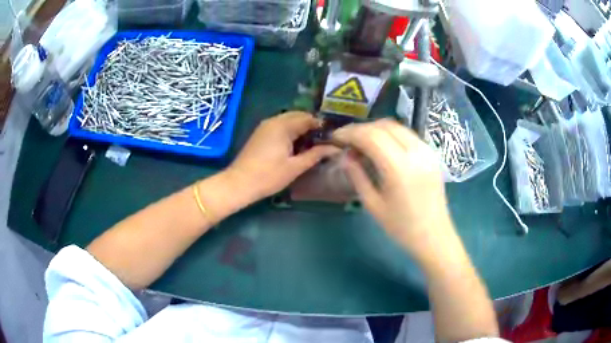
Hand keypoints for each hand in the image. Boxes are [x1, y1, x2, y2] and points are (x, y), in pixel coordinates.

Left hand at [227, 111, 337, 200]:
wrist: (239, 183)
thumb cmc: (269, 176)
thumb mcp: (295, 167)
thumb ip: (316, 154)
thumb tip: (335, 148)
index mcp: (283, 125)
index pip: (308, 118)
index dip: (321, 126)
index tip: (332, 137)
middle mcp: (274, 120)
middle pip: (298, 116)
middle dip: (311, 125)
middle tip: (323, 141)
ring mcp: (265, 126)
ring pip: (288, 120)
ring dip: (300, 128)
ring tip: (311, 144)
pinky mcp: (260, 133)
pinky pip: (280, 126)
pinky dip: (290, 131)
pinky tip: (296, 145)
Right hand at [333, 119, 451, 254]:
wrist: (434, 235)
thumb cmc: (401, 227)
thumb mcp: (373, 204)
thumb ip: (357, 175)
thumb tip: (345, 155)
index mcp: (399, 168)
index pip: (371, 136)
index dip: (350, 133)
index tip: (336, 137)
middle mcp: (416, 152)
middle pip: (384, 126)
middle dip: (361, 129)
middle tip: (346, 139)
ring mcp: (426, 151)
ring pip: (396, 126)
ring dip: (375, 129)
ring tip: (361, 141)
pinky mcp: (431, 153)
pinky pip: (407, 134)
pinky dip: (390, 134)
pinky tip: (381, 146)